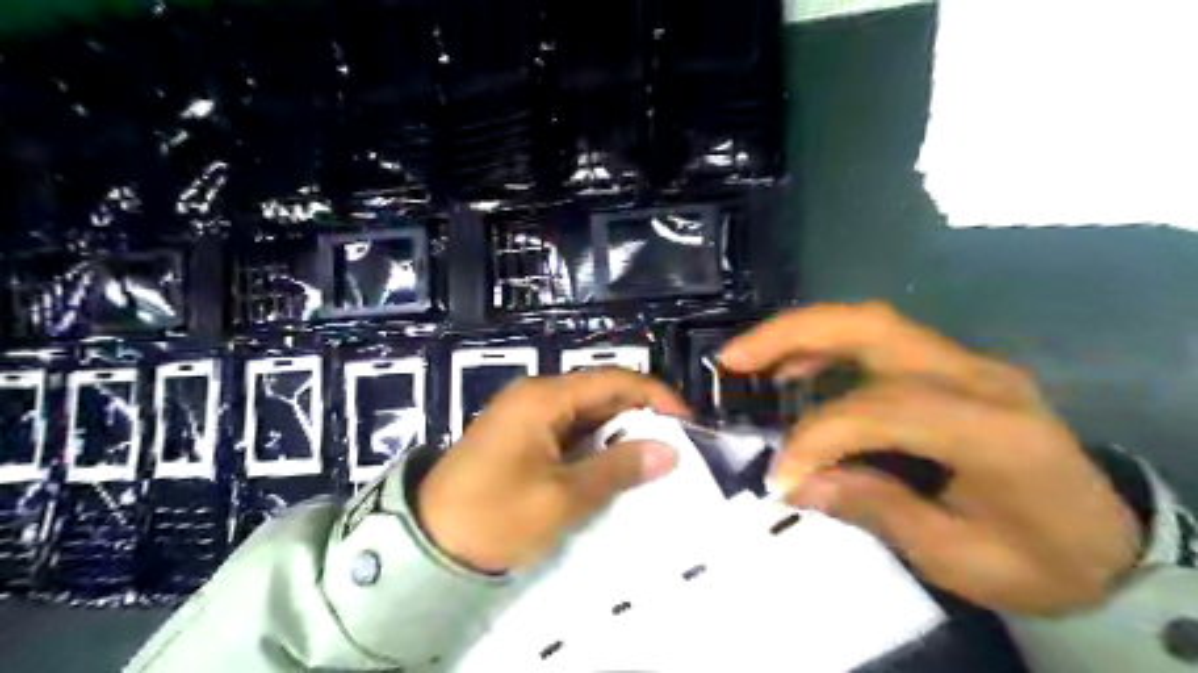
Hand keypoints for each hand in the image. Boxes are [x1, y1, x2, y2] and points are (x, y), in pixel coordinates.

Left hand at [417, 367, 688, 571]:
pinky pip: (568, 431)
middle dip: (639, 418)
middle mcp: (536, 395)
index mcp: (545, 397)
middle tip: (673, 449)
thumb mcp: (563, 497)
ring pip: (586, 414)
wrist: (426, 545)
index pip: (614, 380)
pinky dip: (594, 446)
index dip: (654, 397)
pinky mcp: (521, 436)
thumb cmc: (495, 516)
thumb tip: (668, 452)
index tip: (686, 424)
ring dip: (618, 434)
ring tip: (650, 461)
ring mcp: (526, 415)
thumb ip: (617, 469)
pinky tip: (613, 468)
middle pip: (601, 394)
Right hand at [713, 303, 1145, 614]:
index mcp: (992, 431)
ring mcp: (966, 362)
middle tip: (732, 359)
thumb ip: (875, 509)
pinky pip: (878, 339)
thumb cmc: (1037, 559)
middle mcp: (978, 377)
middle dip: (791, 335)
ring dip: (801, 334)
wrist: (1104, 541)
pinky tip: (795, 370)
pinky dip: (826, 347)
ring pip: (869, 322)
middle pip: (871, 327)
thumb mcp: (958, 558)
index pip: (879, 410)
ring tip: (749, 361)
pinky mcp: (952, 365)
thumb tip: (797, 483)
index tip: (779, 477)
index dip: (817, 438)